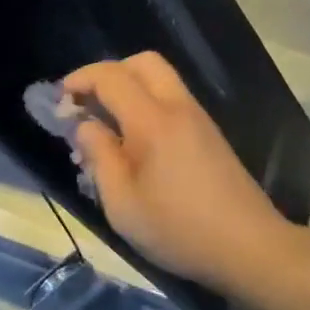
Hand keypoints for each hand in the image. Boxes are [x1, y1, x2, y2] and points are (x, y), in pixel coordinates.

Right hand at [62, 52, 289, 291]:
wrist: (250, 247)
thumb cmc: (178, 229)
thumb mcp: (122, 203)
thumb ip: (99, 157)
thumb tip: (85, 126)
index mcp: (152, 120)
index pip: (111, 76)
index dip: (80, 79)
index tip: (59, 100)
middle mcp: (178, 107)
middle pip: (142, 62)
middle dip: (109, 73)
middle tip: (87, 104)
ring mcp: (199, 118)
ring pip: (161, 78)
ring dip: (130, 87)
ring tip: (107, 124)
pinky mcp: (210, 134)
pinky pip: (173, 99)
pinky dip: (148, 102)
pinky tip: (136, 140)